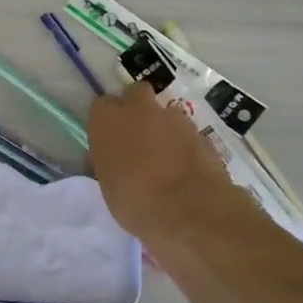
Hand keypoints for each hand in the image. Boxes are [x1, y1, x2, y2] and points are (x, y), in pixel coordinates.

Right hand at [87, 84, 255, 244]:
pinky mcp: (202, 133)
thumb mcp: (107, 186)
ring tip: (163, 156)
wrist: (191, 209)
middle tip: (134, 136)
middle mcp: (139, 109)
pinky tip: (183, 167)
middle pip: (135, 93)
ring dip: (162, 127)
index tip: (107, 140)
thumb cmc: (135, 200)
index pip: (100, 106)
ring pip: (164, 113)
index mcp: (108, 120)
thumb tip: (110, 159)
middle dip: (135, 108)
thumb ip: (108, 163)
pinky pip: (186, 132)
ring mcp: (174, 118)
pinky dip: (183, 143)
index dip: (105, 121)